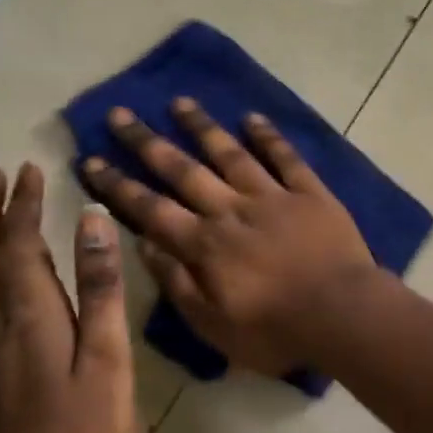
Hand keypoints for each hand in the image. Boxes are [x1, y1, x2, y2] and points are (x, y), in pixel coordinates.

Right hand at [81, 98, 377, 373]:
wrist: (342, 313)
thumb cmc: (276, 330)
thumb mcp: (213, 324)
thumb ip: (177, 283)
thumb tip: (143, 245)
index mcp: (205, 244)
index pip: (150, 209)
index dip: (118, 185)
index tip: (91, 159)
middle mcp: (232, 210)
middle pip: (183, 171)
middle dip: (147, 142)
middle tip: (120, 114)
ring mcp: (273, 196)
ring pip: (231, 154)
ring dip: (203, 127)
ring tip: (180, 102)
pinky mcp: (310, 193)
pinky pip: (286, 158)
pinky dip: (268, 136)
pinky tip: (251, 117)